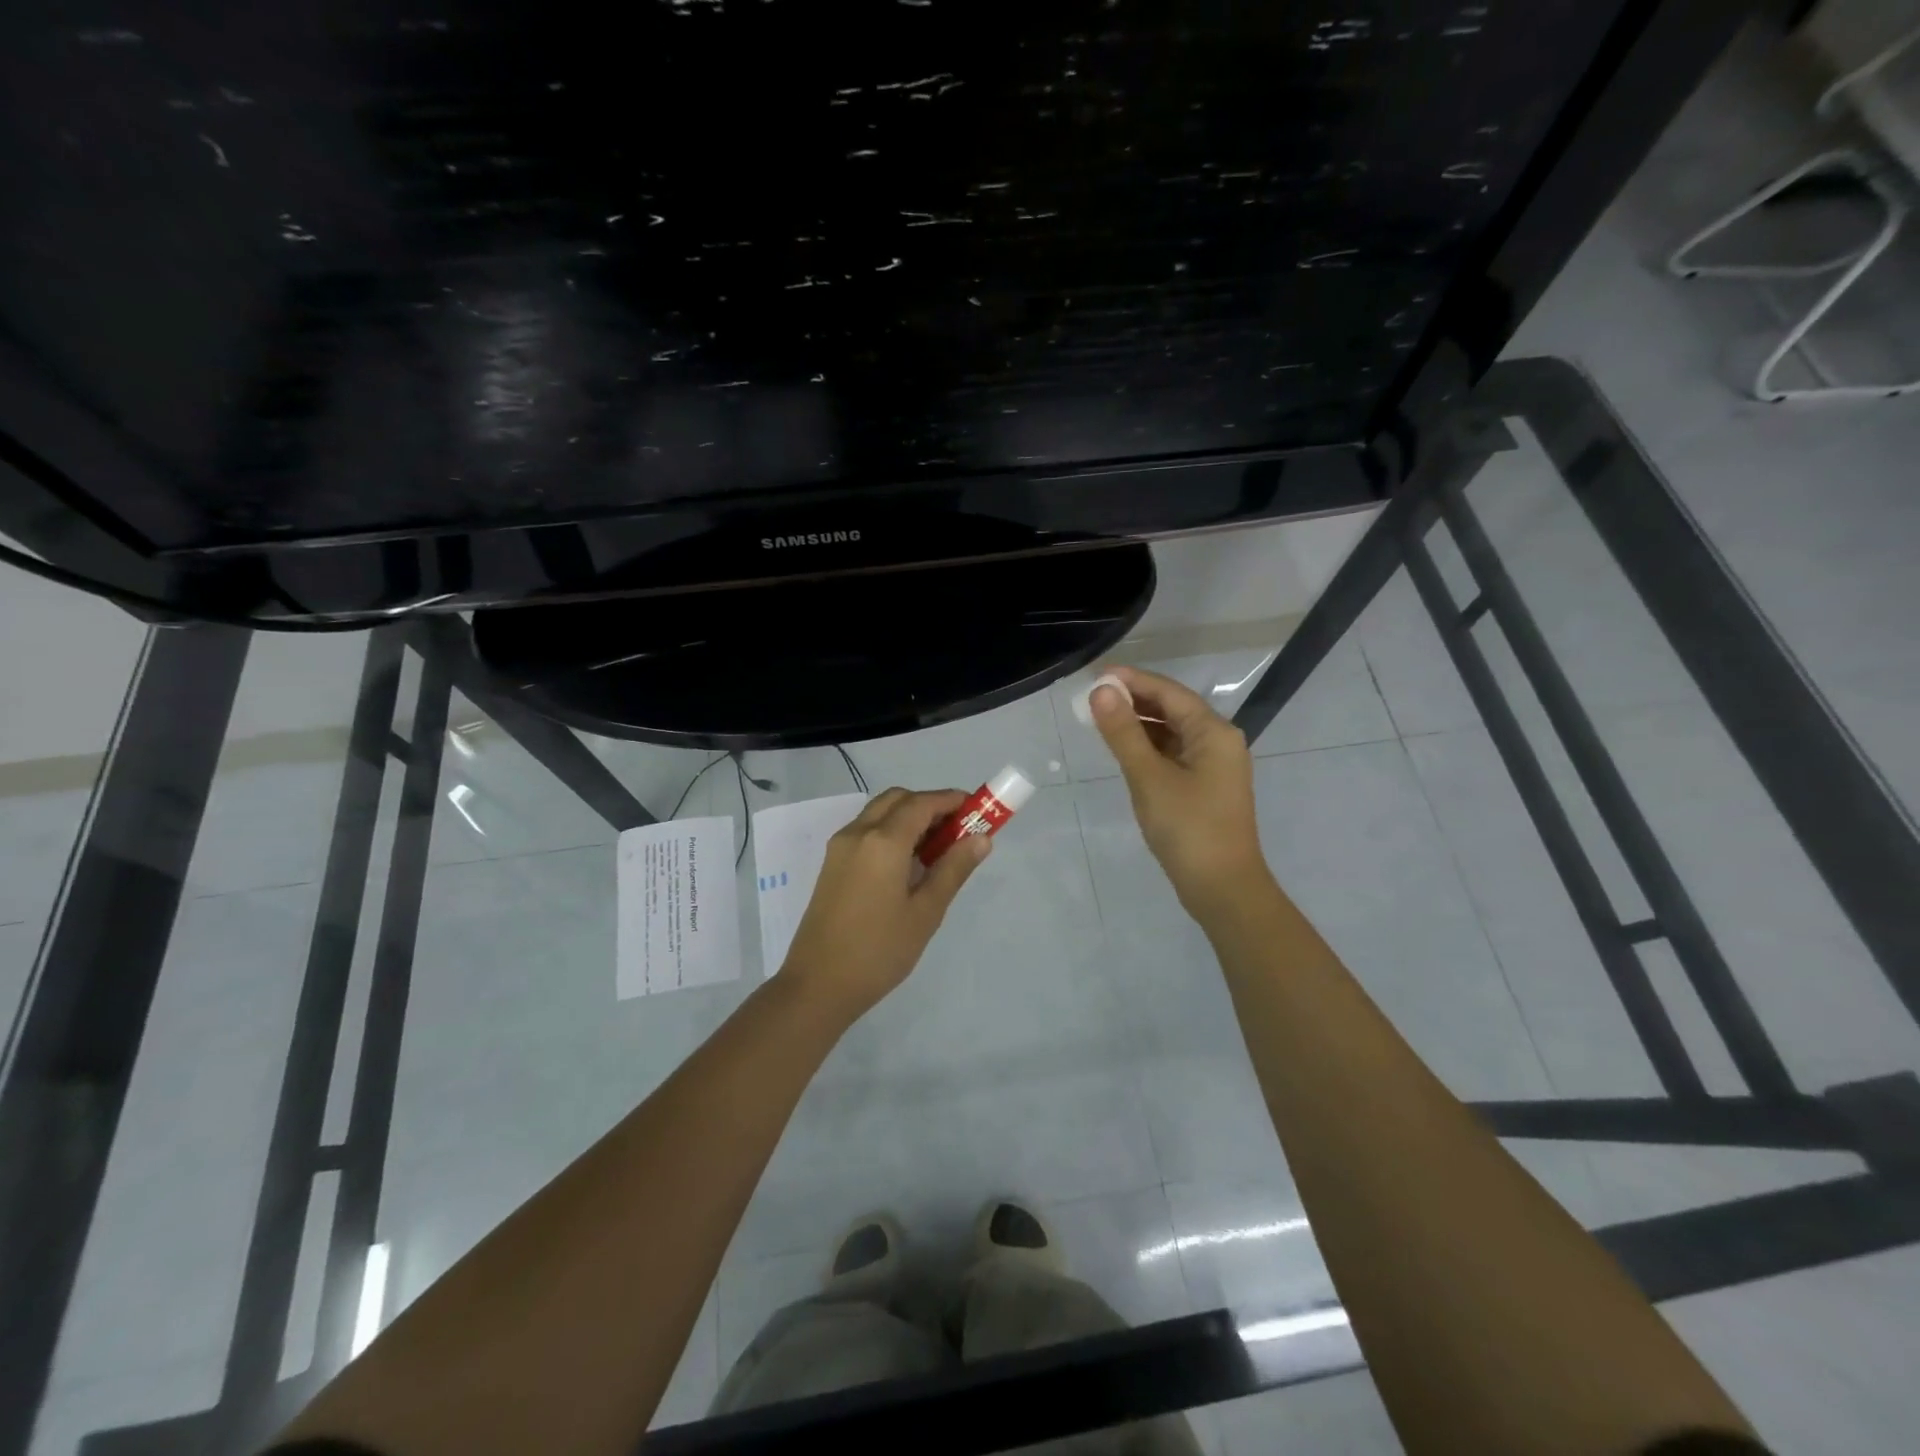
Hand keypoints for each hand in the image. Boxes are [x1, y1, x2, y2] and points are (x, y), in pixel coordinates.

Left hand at [780, 787, 990, 1019]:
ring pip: (880, 812)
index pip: (922, 803)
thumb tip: (981, 838)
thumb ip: (954, 868)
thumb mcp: (926, 912)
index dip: (952, 801)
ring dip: (909, 817)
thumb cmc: (879, 950)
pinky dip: (891, 831)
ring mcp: (840, 847)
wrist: (818, 985)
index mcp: (882, 841)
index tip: (978, 810)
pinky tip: (908, 864)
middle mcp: (858, 833)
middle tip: (958, 832)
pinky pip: (866, 831)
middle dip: (930, 805)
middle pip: (898, 799)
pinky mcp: (832, 863)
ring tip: (937, 850)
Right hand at [1090, 665, 1272, 920]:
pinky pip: (1173, 754)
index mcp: (1214, 732)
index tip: (1095, 675)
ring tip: (1099, 719)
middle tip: (1091, 697)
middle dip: (1133, 700)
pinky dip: (1148, 747)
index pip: (1169, 692)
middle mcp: (1218, 741)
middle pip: (1172, 708)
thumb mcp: (1149, 777)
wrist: (1222, 888)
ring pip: (1171, 732)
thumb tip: (1101, 690)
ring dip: (1138, 724)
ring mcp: (1213, 765)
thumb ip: (1124, 732)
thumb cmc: (1188, 829)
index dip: (1132, 680)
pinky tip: (1123, 749)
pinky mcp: (1204, 786)